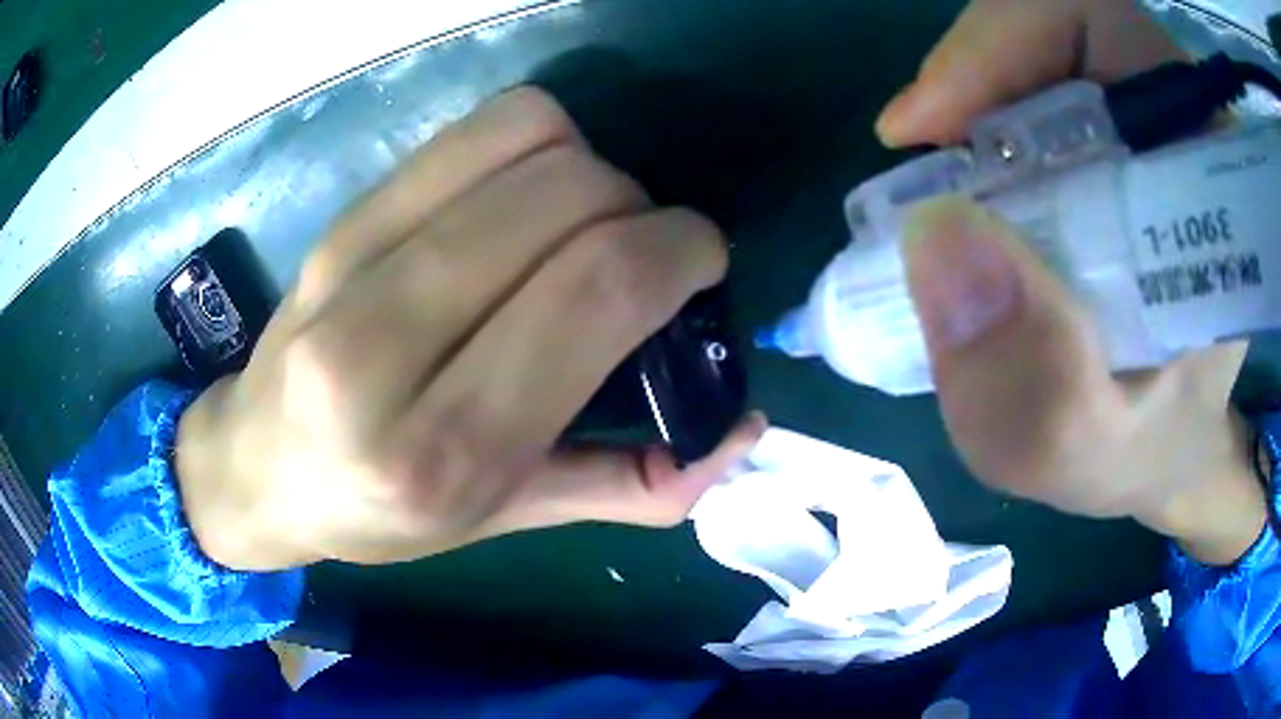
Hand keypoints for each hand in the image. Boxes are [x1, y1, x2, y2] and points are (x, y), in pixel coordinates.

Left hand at [176, 88, 763, 571]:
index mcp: (441, 448)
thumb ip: (631, 487)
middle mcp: (385, 346)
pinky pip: (477, 128)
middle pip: (570, 198)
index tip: (699, 261)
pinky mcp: (345, 214)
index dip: (679, 250)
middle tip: (641, 253)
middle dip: (643, 208)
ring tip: (580, 224)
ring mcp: (354, 261)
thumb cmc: (379, 514)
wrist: (258, 465)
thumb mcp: (505, 523)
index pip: (594, 290)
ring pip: (528, 139)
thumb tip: (741, 430)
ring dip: (592, 167)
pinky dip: (538, 141)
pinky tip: (525, 197)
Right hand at [876, 0, 1266, 565]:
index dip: (1012, 43)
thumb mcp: (1085, 454)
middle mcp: (1184, 130)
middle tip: (926, 148)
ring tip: (943, 171)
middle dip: (983, 70)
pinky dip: (988, 112)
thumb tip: (934, 237)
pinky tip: (972, 175)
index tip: (933, 125)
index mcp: (1210, 178)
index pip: (1112, 32)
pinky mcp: (1121, 142)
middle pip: (1068, 30)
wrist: (1169, 448)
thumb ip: (1035, 389)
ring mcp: (1151, 129)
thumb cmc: (1145, 453)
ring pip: (1048, 48)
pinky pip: (1043, 83)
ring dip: (979, 92)